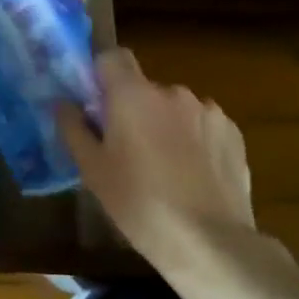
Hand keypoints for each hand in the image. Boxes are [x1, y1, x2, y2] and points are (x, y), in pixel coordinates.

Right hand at [57, 49, 258, 265]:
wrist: (209, 242)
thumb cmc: (139, 203)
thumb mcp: (92, 170)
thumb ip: (74, 128)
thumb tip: (64, 103)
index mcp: (133, 94)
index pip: (112, 57)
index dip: (101, 75)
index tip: (96, 105)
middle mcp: (172, 91)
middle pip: (144, 89)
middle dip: (134, 110)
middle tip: (127, 151)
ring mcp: (208, 111)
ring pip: (175, 109)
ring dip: (166, 126)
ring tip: (165, 169)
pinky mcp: (234, 133)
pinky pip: (203, 126)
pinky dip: (195, 141)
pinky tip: (193, 176)